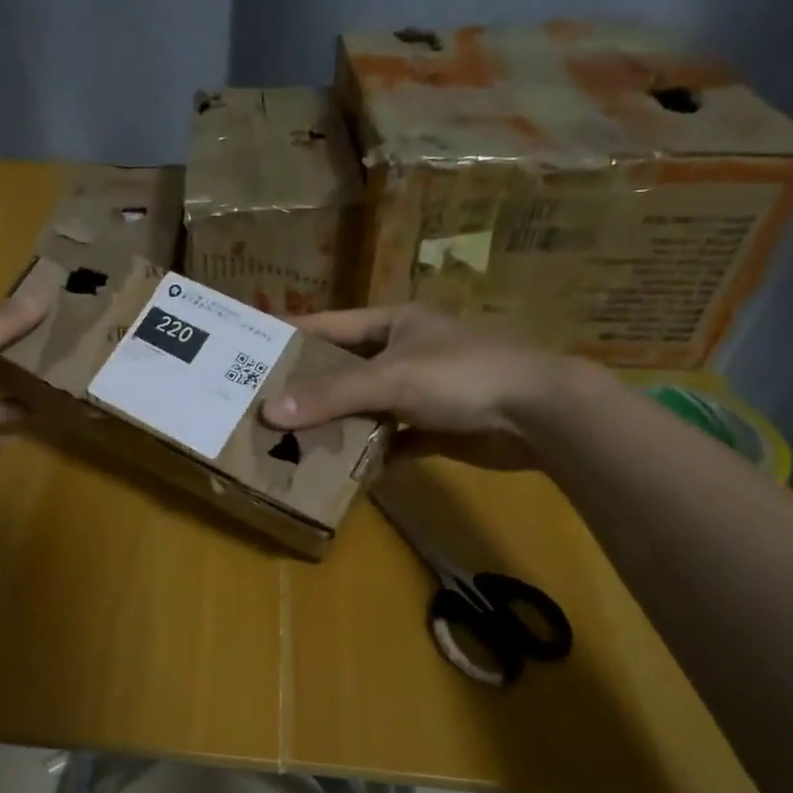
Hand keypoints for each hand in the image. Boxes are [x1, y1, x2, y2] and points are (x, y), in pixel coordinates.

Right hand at [261, 304, 589, 469]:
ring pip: (366, 407)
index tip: (252, 348)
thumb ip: (331, 394)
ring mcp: (422, 391)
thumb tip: (269, 412)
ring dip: (338, 424)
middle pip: (345, 369)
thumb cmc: (462, 376)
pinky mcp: (436, 427)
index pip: (330, 325)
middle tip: (262, 405)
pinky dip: (371, 452)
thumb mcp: (390, 378)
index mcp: (394, 323)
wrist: (540, 415)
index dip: (292, 335)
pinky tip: (341, 469)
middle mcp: (405, 352)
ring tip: (289, 441)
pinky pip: (391, 439)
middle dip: (308, 388)